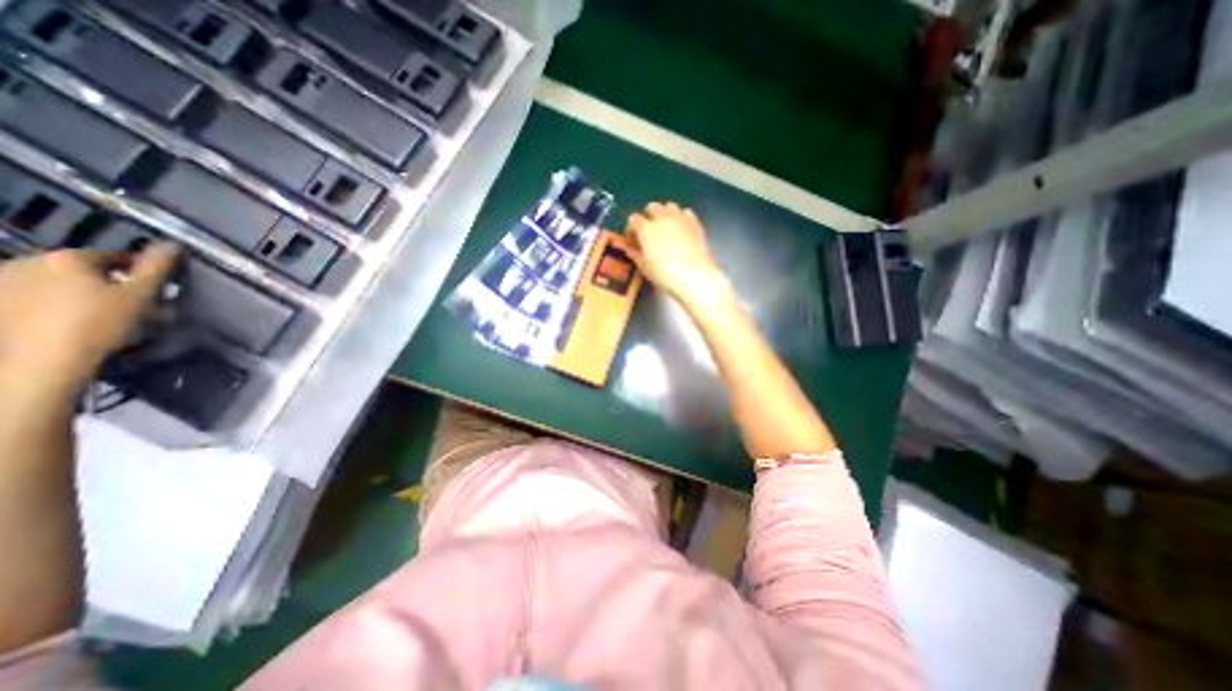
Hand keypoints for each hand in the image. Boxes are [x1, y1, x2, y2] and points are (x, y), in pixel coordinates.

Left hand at [0, 244, 181, 395]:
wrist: (39, 362)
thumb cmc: (98, 324)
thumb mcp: (140, 296)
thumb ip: (157, 268)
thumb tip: (173, 243)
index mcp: (67, 258)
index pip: (113, 256)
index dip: (136, 270)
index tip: (152, 288)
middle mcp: (26, 261)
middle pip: (78, 268)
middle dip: (102, 282)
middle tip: (126, 304)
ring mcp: (1, 282)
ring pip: (52, 282)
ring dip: (76, 293)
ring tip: (96, 316)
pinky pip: (29, 297)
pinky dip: (49, 305)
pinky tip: (64, 323)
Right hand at [627, 199, 730, 307]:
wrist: (695, 276)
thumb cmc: (665, 274)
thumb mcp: (644, 266)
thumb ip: (634, 253)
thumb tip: (628, 247)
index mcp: (646, 229)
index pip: (633, 219)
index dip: (631, 229)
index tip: (634, 240)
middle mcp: (662, 218)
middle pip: (651, 207)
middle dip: (648, 217)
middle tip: (650, 233)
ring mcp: (680, 218)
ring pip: (669, 206)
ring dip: (664, 214)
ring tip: (665, 229)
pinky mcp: (695, 222)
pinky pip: (685, 212)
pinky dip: (681, 217)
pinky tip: (681, 230)